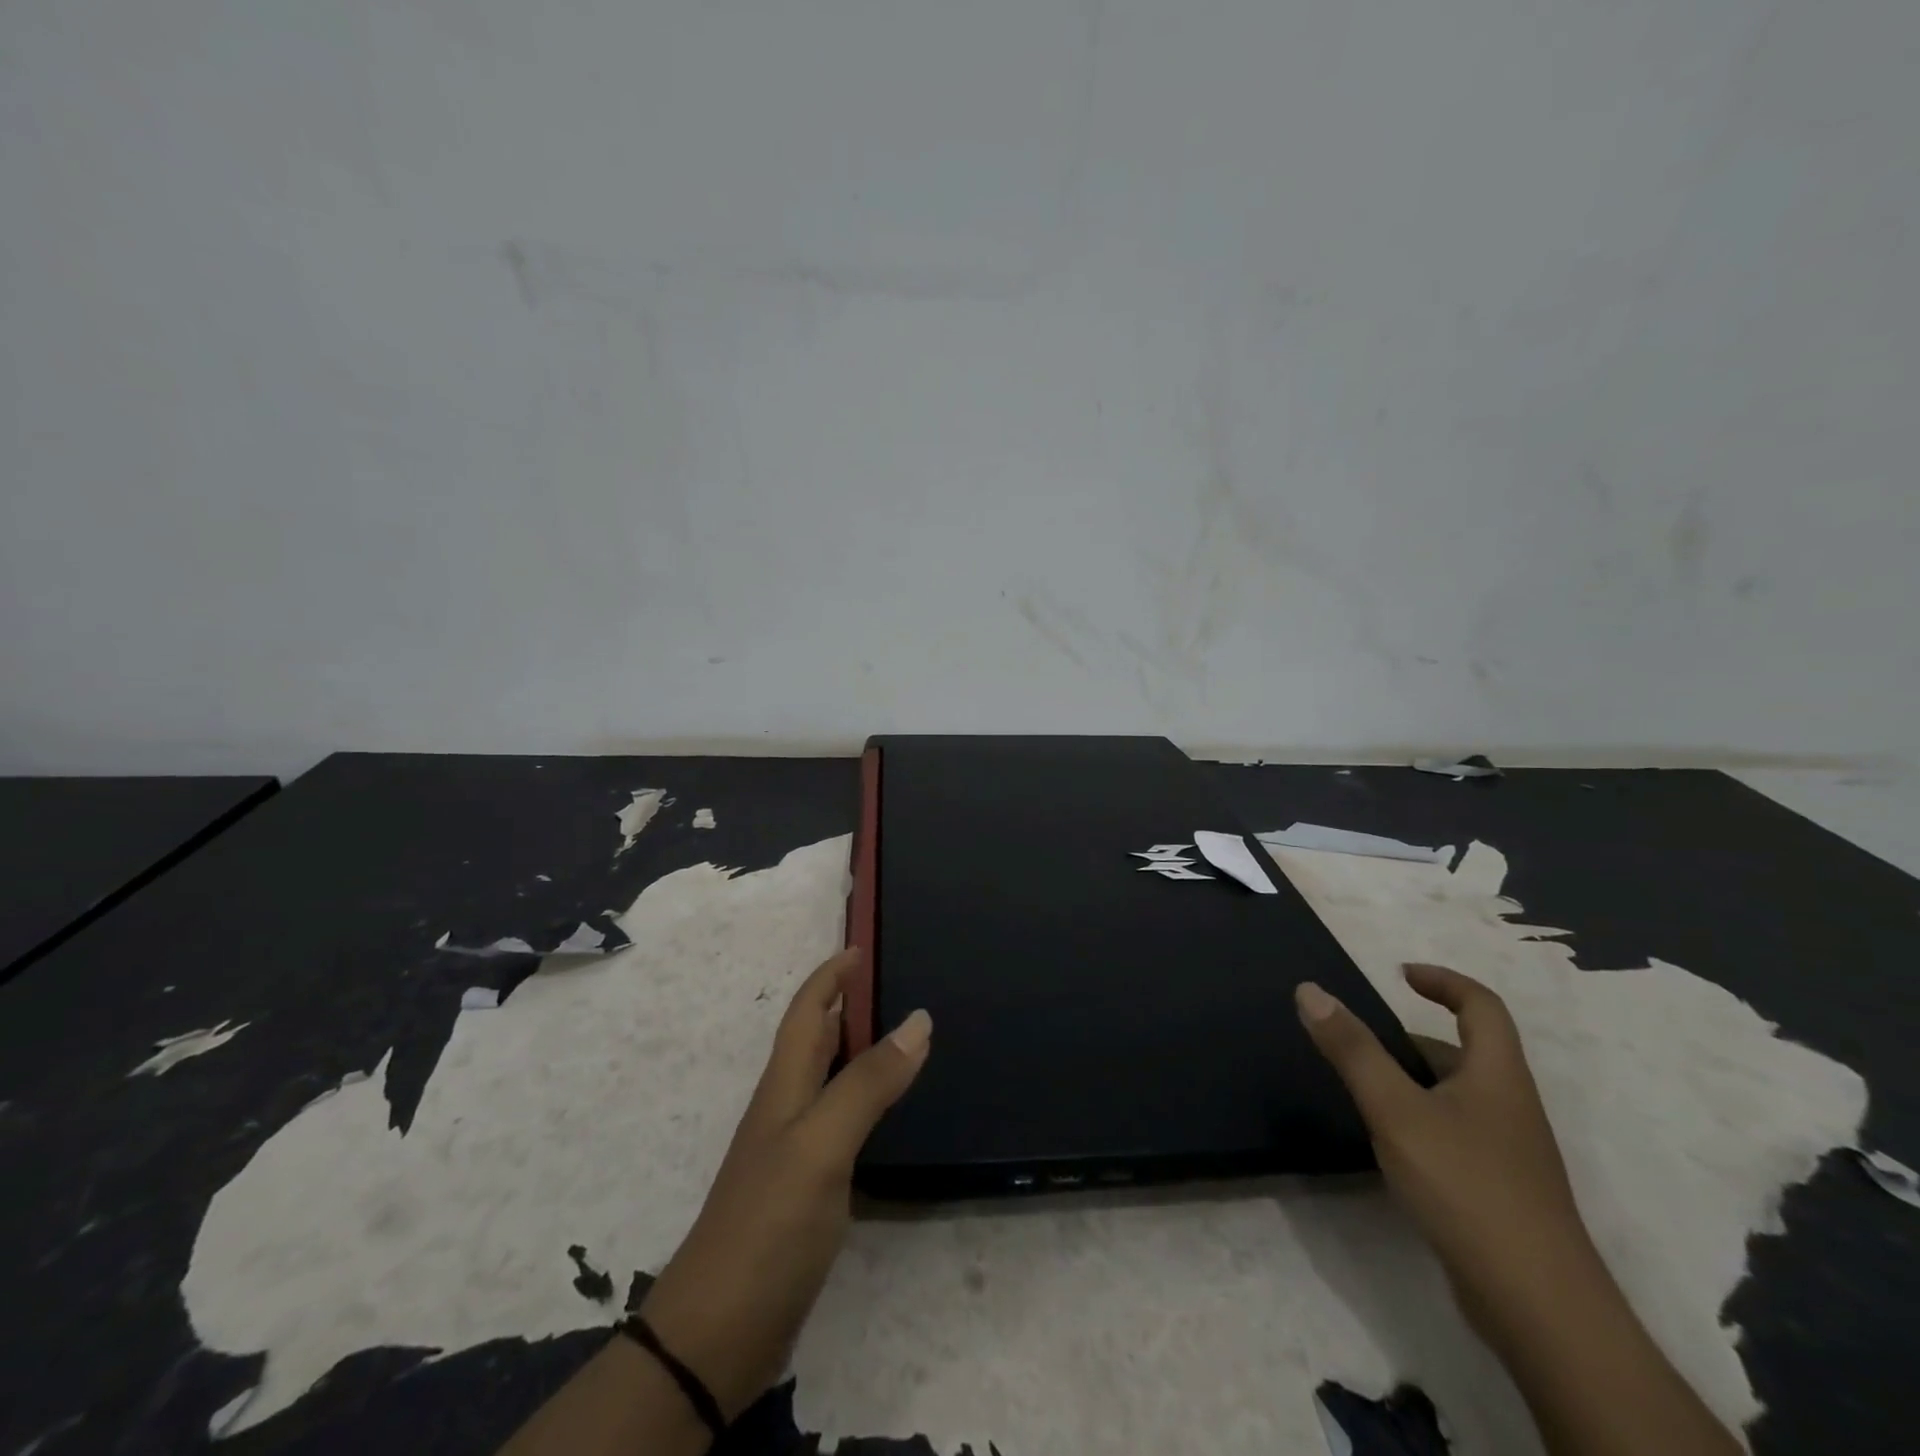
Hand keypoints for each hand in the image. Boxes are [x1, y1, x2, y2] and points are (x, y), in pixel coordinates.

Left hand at [638, 948, 930, 1419]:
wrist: (717, 1334)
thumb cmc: (768, 1224)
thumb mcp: (822, 1144)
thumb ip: (868, 1082)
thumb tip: (918, 1018)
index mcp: (784, 1086)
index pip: (807, 1012)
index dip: (830, 976)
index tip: (860, 947)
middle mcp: (786, 1108)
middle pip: (815, 1039)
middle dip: (847, 1004)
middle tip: (895, 985)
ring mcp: (793, 1151)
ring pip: (829, 1079)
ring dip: (857, 1049)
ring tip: (902, 1036)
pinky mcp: (805, 1190)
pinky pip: (839, 1122)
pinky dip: (864, 1100)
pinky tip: (889, 1113)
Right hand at [1295, 963, 1589, 1328]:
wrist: (1540, 1308)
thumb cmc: (1467, 1187)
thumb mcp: (1396, 1110)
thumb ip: (1352, 1050)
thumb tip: (1310, 990)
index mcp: (1498, 1076)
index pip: (1482, 1006)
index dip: (1444, 981)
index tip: (1399, 974)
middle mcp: (1510, 1107)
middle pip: (1468, 1052)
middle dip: (1414, 1036)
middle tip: (1361, 1039)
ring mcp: (1509, 1154)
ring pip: (1458, 1096)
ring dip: (1414, 1080)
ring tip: (1362, 1087)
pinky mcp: (1499, 1192)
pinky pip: (1455, 1134)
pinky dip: (1420, 1120)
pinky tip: (1389, 1145)